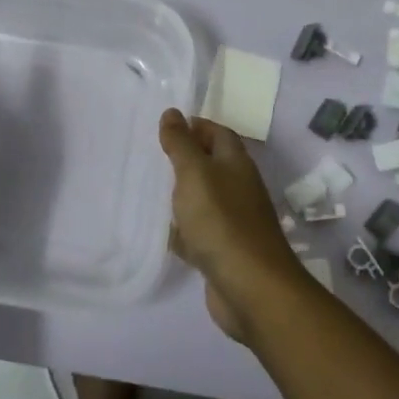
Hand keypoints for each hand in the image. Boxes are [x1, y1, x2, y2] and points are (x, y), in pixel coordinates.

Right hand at [158, 109, 308, 340]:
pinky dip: (182, 230)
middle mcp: (239, 188)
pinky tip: (161, 232)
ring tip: (147, 190)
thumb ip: (181, 144)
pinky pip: (199, 232)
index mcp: (236, 164)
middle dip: (184, 160)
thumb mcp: (195, 173)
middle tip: (150, 157)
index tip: (165, 127)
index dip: (195, 126)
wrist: (250, 287)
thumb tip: (172, 112)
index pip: (218, 133)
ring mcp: (233, 222)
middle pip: (211, 165)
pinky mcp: (224, 251)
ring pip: (204, 200)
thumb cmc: (221, 220)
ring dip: (181, 195)